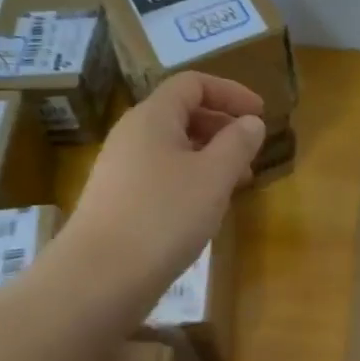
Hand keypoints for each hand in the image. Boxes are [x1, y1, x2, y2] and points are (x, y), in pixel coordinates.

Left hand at [66, 72, 264, 307]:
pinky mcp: (117, 201)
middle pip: (182, 113)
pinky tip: (204, 210)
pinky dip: (190, 180)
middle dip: (222, 127)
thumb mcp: (214, 176)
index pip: (193, 83)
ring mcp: (120, 169)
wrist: (99, 277)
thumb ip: (238, 143)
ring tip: (236, 185)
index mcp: (152, 116)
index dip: (230, 92)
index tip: (260, 114)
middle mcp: (131, 135)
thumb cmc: (164, 216)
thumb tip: (251, 122)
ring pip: (173, 148)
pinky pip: (161, 175)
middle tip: (251, 154)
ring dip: (209, 157)